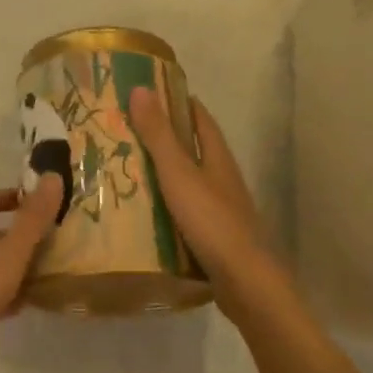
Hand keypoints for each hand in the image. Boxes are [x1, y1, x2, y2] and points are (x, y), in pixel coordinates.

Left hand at [0, 175, 63, 372]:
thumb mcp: (11, 250)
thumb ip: (33, 218)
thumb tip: (53, 176)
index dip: (3, 196)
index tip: (30, 200)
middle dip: (19, 233)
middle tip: (53, 236)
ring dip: (20, 265)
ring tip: (52, 268)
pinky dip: (14, 296)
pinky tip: (33, 303)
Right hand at [129, 88, 286, 323]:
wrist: (246, 284)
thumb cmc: (212, 220)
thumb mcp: (178, 173)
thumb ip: (158, 134)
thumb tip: (140, 88)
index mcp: (217, 157)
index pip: (200, 118)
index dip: (179, 101)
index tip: (150, 91)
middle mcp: (222, 178)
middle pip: (194, 148)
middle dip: (166, 136)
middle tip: (127, 128)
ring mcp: (221, 208)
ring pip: (189, 180)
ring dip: (164, 172)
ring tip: (127, 167)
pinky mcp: (215, 236)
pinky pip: (186, 210)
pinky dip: (166, 203)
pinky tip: (144, 210)